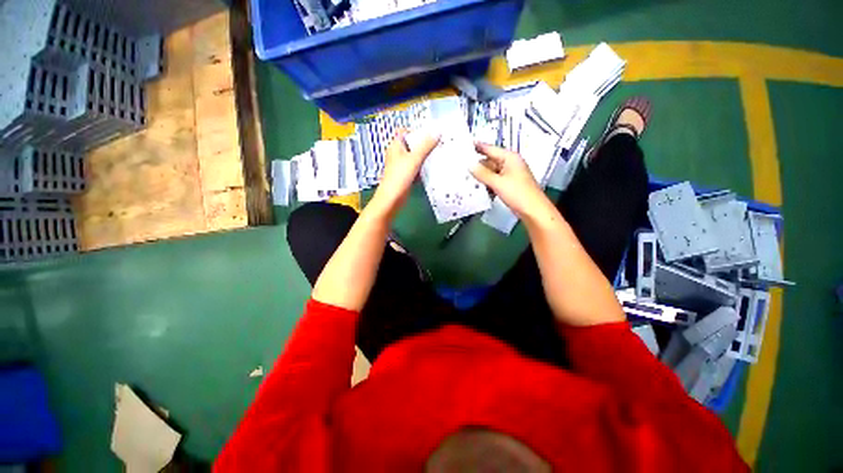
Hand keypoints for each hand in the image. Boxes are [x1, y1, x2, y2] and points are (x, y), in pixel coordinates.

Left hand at [370, 129, 439, 217]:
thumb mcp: (414, 159)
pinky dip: (422, 169)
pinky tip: (432, 170)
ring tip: (438, 155)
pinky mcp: (405, 176)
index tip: (429, 134)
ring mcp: (400, 166)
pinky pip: (415, 169)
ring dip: (424, 157)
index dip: (416, 131)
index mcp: (395, 146)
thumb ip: (426, 145)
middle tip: (438, 144)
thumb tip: (437, 131)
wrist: (392, 199)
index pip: (404, 131)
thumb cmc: (399, 177)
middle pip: (411, 145)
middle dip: (424, 145)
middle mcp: (397, 154)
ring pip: (414, 158)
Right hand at [470, 143, 553, 219]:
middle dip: (478, 165)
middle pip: (490, 161)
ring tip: (469, 179)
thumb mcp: (498, 183)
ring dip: (482, 176)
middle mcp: (510, 164)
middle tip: (463, 168)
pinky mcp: (509, 184)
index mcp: (510, 158)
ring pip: (491, 172)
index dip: (478, 147)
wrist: (533, 211)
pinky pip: (494, 180)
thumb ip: (482, 173)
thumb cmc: (519, 194)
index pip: (491, 148)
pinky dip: (488, 183)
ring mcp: (510, 174)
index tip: (466, 146)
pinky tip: (481, 188)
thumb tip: (470, 165)